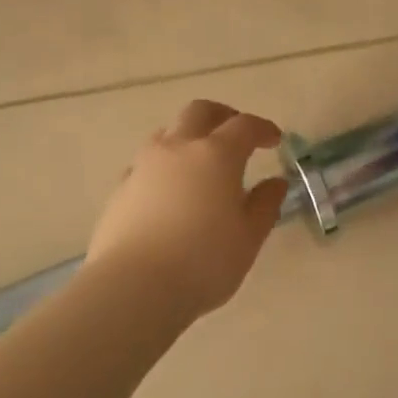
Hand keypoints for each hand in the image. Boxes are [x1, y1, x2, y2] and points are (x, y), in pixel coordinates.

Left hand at [87, 100, 288, 318]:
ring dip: (189, 136)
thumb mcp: (248, 238)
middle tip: (237, 133)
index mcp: (216, 155)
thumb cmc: (204, 262)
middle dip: (223, 116)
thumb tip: (275, 182)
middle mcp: (178, 149)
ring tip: (201, 161)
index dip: (262, 128)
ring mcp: (144, 166)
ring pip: (168, 133)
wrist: (134, 286)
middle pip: (200, 112)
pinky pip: (146, 163)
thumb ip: (265, 205)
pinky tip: (170, 190)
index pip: (244, 126)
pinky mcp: (121, 188)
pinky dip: (164, 166)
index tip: (275, 139)